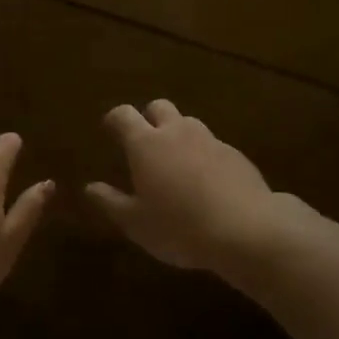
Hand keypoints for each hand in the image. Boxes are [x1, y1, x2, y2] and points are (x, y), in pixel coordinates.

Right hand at [87, 100, 277, 271]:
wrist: (248, 231)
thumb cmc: (181, 228)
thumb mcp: (137, 224)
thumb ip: (111, 202)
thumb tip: (91, 187)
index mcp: (146, 144)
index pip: (123, 115)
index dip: (114, 119)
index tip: (109, 129)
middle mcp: (176, 132)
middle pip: (159, 107)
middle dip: (149, 118)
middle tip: (145, 143)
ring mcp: (209, 140)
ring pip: (188, 124)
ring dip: (178, 135)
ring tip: (177, 164)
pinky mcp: (236, 154)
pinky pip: (213, 145)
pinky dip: (204, 155)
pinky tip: (207, 183)